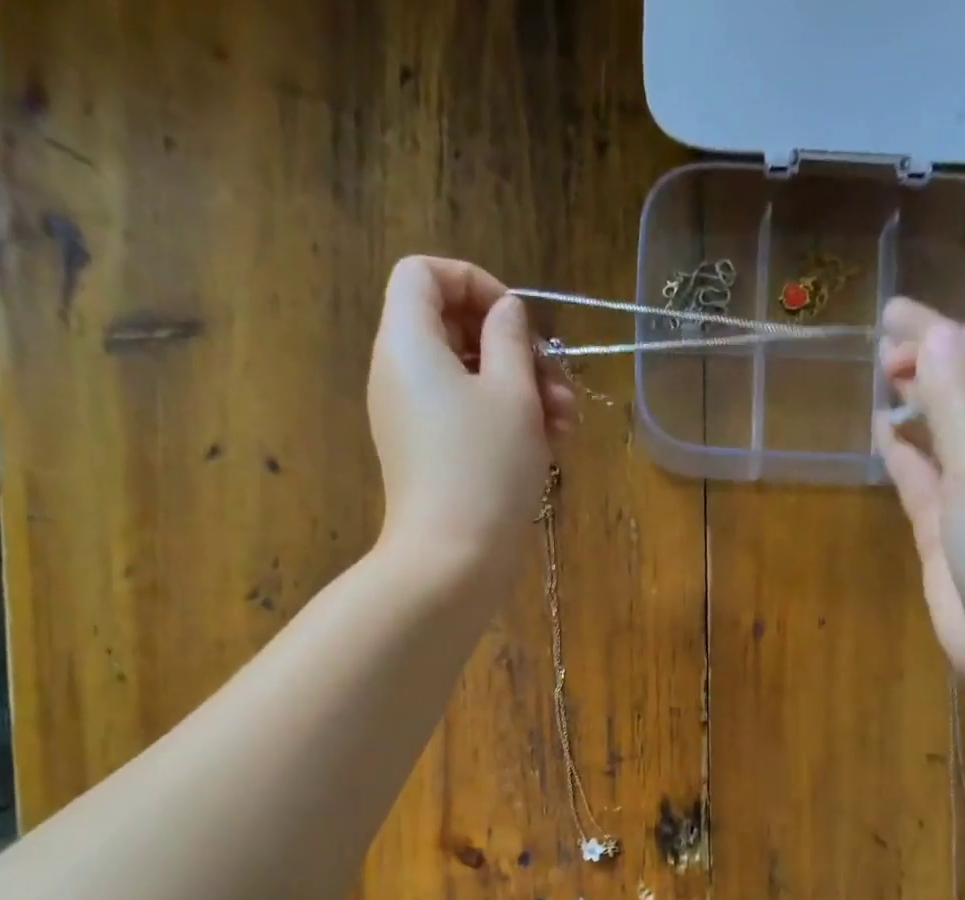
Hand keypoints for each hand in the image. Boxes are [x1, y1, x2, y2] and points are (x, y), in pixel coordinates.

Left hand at [367, 256, 576, 585]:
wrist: (452, 560)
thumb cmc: (485, 468)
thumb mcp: (513, 392)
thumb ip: (510, 338)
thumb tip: (505, 313)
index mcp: (407, 342)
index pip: (423, 273)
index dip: (474, 282)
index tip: (517, 319)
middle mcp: (399, 373)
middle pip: (453, 328)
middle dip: (513, 348)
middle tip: (556, 380)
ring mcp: (411, 418)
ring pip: (467, 378)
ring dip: (521, 389)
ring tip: (565, 423)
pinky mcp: (427, 455)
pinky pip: (463, 417)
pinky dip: (503, 420)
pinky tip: (549, 445)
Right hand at [875, 298, 964, 696]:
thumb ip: (957, 397)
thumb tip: (932, 332)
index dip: (946, 332)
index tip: (891, 324)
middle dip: (931, 360)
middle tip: (880, 348)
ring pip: (949, 429)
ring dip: (920, 401)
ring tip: (883, 377)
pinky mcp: (953, 529)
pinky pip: (928, 476)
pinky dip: (907, 453)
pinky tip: (884, 434)